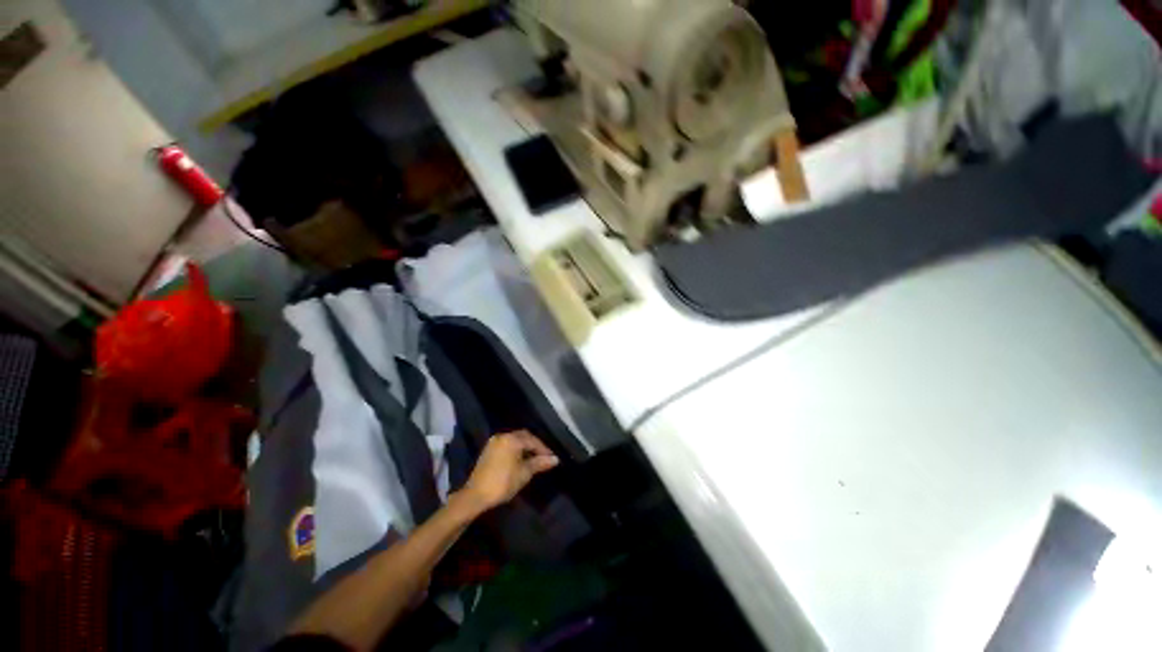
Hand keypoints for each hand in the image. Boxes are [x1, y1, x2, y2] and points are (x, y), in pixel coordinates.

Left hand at [459, 430, 559, 513]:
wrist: (475, 496)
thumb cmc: (503, 483)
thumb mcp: (524, 473)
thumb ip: (539, 463)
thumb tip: (555, 459)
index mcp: (512, 439)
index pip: (533, 440)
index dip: (543, 449)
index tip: (551, 458)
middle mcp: (503, 436)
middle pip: (523, 436)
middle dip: (534, 445)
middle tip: (543, 456)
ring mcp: (494, 442)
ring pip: (514, 440)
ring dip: (525, 447)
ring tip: (533, 459)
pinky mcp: (488, 450)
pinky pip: (506, 444)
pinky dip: (515, 449)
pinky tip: (519, 460)